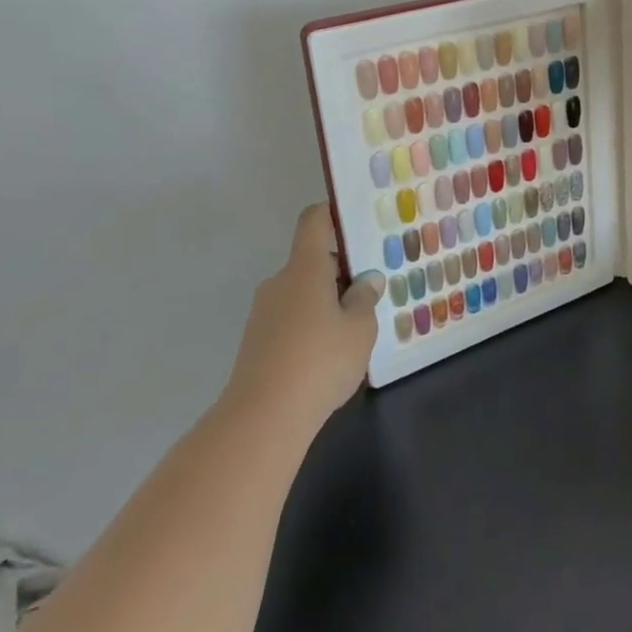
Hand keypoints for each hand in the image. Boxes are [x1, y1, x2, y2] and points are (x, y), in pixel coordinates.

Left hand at [222, 203, 382, 429]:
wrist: (262, 418)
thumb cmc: (320, 360)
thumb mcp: (360, 327)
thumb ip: (365, 298)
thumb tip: (365, 281)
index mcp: (305, 268)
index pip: (314, 222)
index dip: (333, 213)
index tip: (357, 220)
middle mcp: (280, 282)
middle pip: (313, 262)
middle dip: (342, 273)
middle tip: (373, 292)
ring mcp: (264, 312)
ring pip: (304, 293)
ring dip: (329, 303)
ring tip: (357, 330)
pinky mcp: (258, 341)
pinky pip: (292, 319)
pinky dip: (313, 327)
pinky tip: (331, 356)